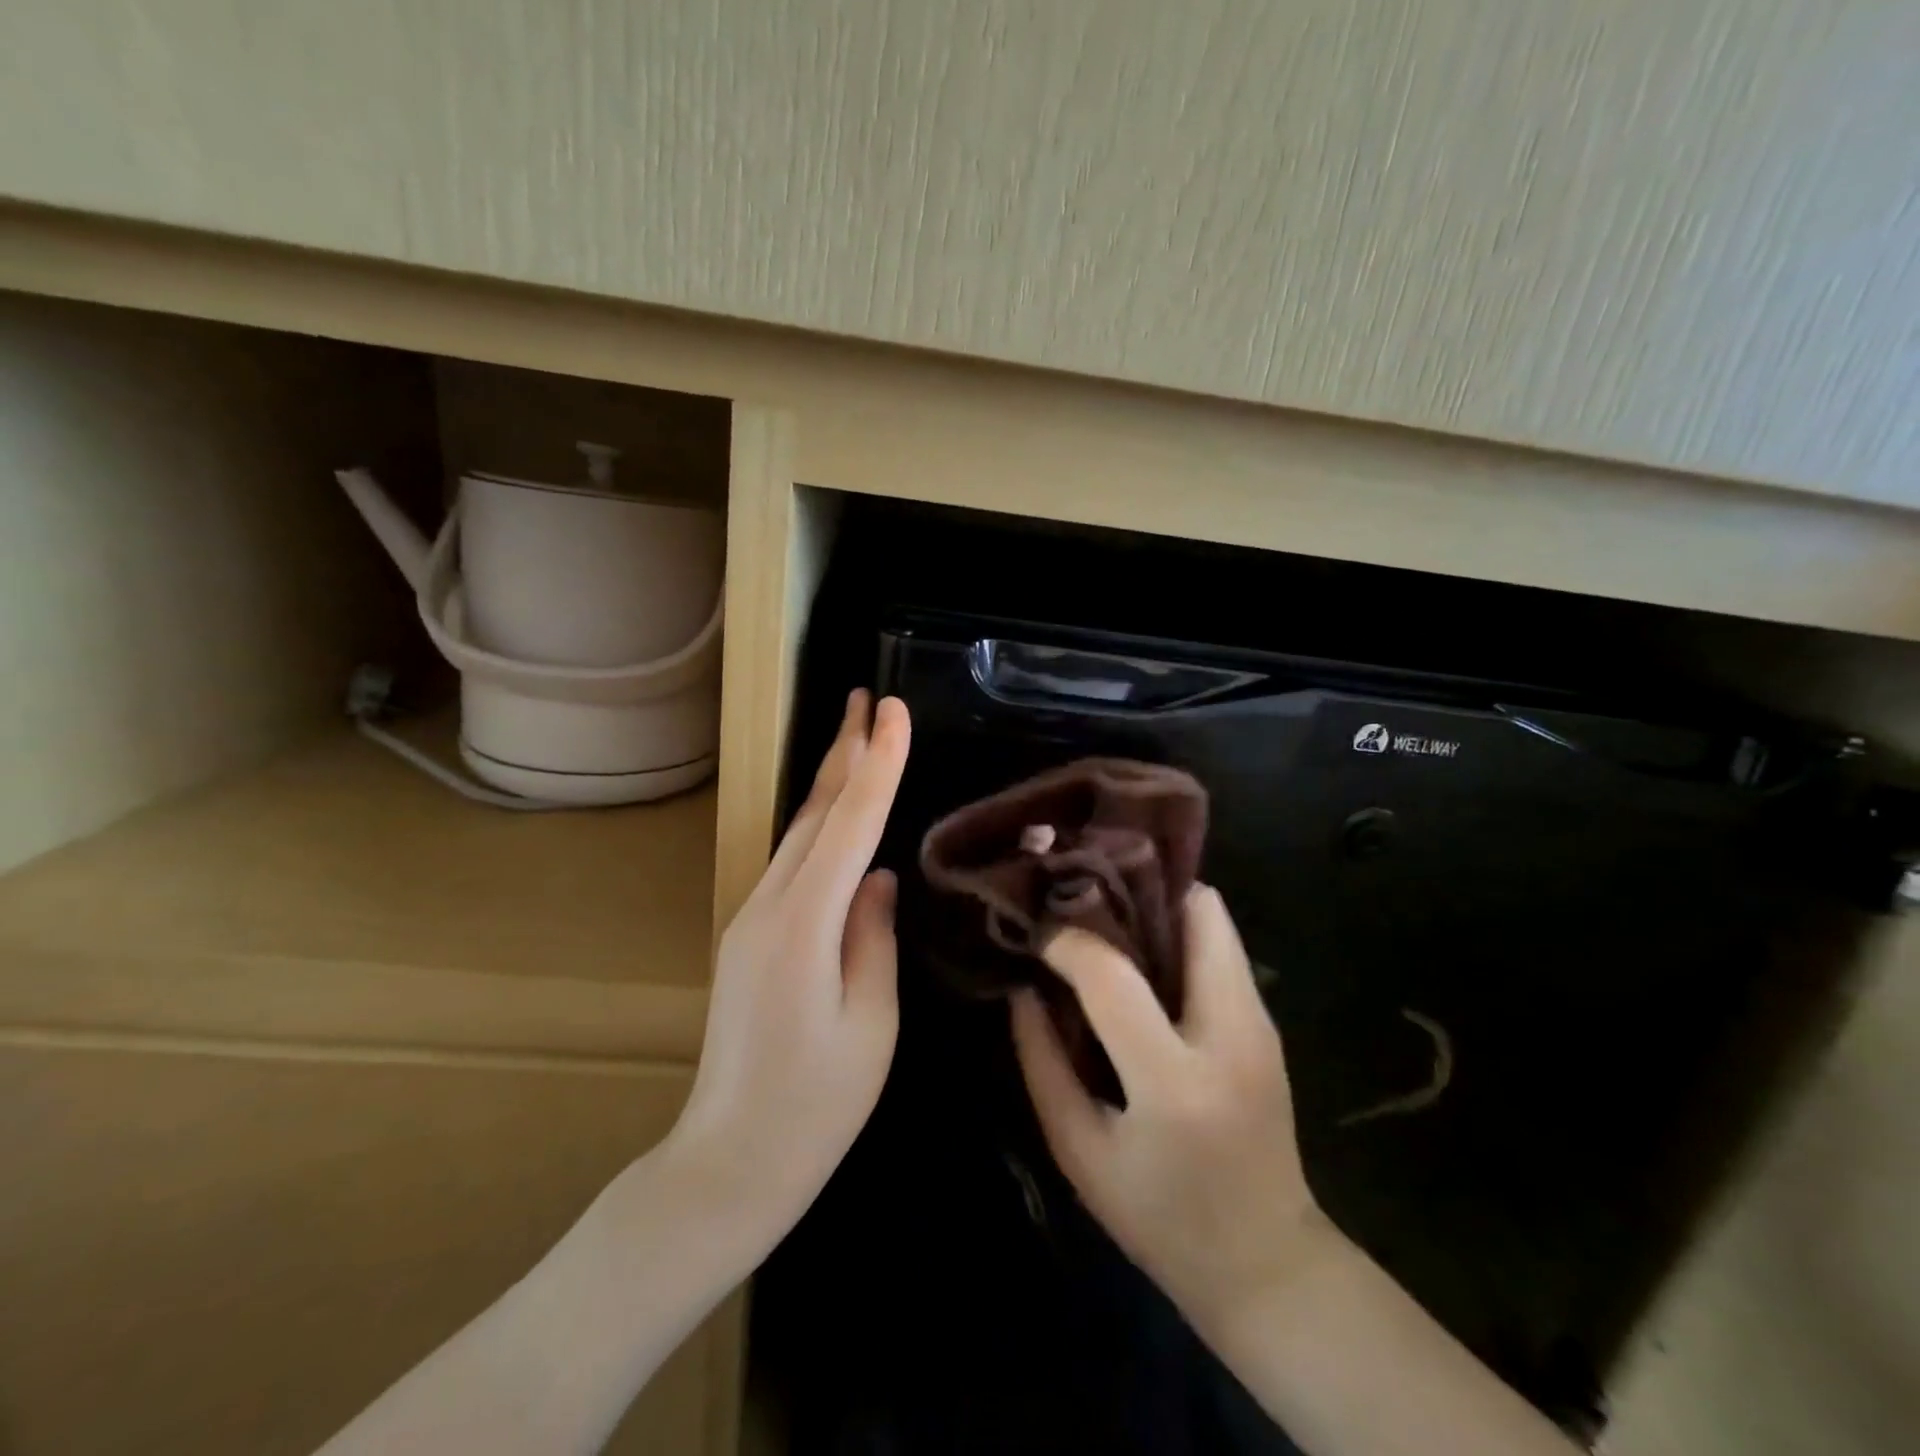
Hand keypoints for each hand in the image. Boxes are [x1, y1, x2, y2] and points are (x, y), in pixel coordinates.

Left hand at [666, 690, 910, 1254]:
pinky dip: (818, 824)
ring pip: (797, 833)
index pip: (849, 824)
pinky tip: (836, 812)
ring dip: (829, 781)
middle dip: (845, 751)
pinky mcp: (748, 935)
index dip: (876, 763)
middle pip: (814, 814)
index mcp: (804, 926)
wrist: (729, 1162)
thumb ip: (874, 937)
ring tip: (857, 736)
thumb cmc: (815, 1106)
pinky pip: (790, 863)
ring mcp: (750, 919)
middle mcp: (769, 907)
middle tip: (868, 699)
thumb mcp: (871, 1023)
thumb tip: (876, 876)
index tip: (893, 711)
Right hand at [1011, 885, 1325, 1340]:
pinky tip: (1140, 959)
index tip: (1040, 937)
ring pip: (1215, 920)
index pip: (1113, 977)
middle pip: (1198, 914)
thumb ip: (1042, 1063)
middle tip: (1083, 901)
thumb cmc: (1161, 1219)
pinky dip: (1178, 934)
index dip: (1068, 943)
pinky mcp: (1267, 1023)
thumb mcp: (1080, 1152)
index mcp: (1175, 1082)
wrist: (1268, 1265)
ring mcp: (1261, 1025)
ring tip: (1106, 922)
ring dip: (1158, 908)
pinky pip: (1220, 948)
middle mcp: (1232, 1036)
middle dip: (1136, 892)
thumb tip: (1022, 989)